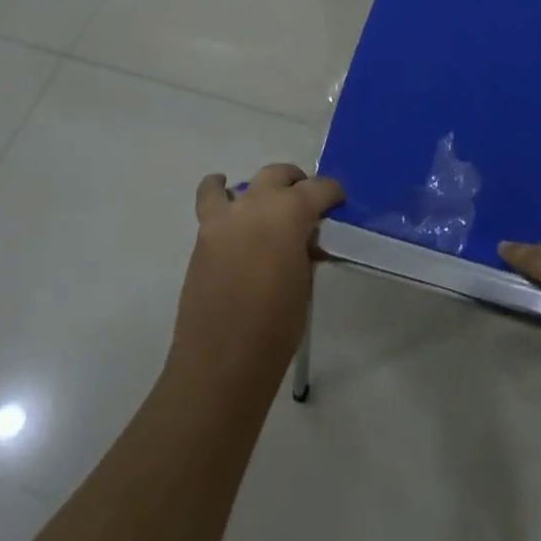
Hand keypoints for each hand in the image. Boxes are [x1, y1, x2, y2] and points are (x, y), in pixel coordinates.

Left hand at [168, 164, 344, 387]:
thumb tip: (306, 240)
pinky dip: (221, 196)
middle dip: (296, 185)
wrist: (221, 364)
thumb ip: (305, 250)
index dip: (332, 194)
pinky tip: (232, 211)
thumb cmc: (276, 328)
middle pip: (279, 176)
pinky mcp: (202, 237)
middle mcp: (255, 204)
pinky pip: (212, 202)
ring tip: (266, 206)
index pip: (318, 188)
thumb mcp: (304, 283)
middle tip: (307, 207)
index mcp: (289, 213)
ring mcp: (224, 218)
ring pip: (242, 183)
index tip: (338, 204)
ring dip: (258, 189)